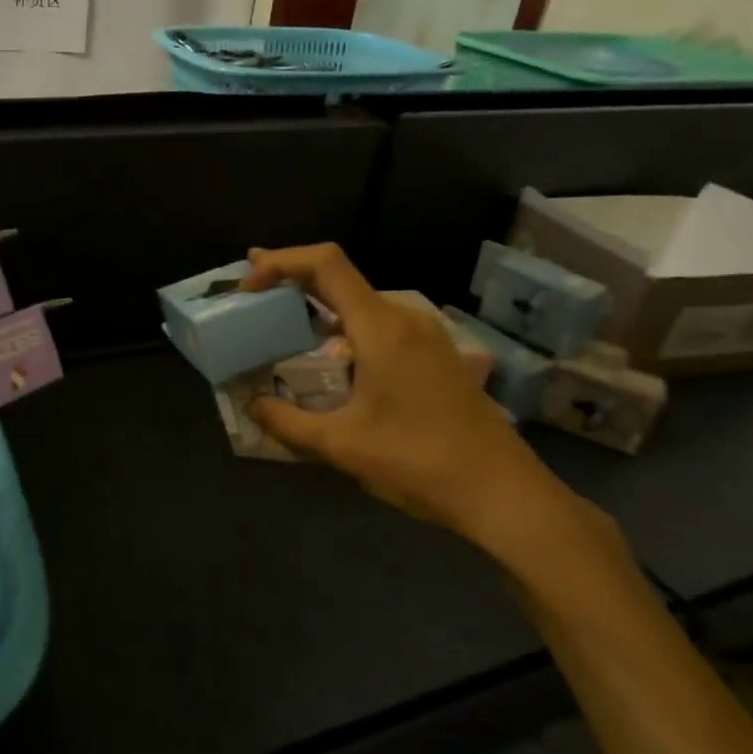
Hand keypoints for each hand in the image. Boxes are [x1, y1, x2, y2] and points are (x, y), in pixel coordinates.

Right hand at [243, 244, 620, 576]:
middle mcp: (405, 318)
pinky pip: (380, 325)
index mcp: (381, 327)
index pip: (326, 264)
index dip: (282, 261)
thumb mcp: (341, 446)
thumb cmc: (418, 462)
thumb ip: (287, 421)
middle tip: (252, 299)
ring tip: (284, 331)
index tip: (249, 285)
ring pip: (361, 303)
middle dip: (292, 282)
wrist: (502, 492)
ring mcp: (426, 335)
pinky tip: (332, 361)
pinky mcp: (436, 355)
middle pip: (341, 278)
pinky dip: (345, 329)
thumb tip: (251, 403)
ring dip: (319, 308)